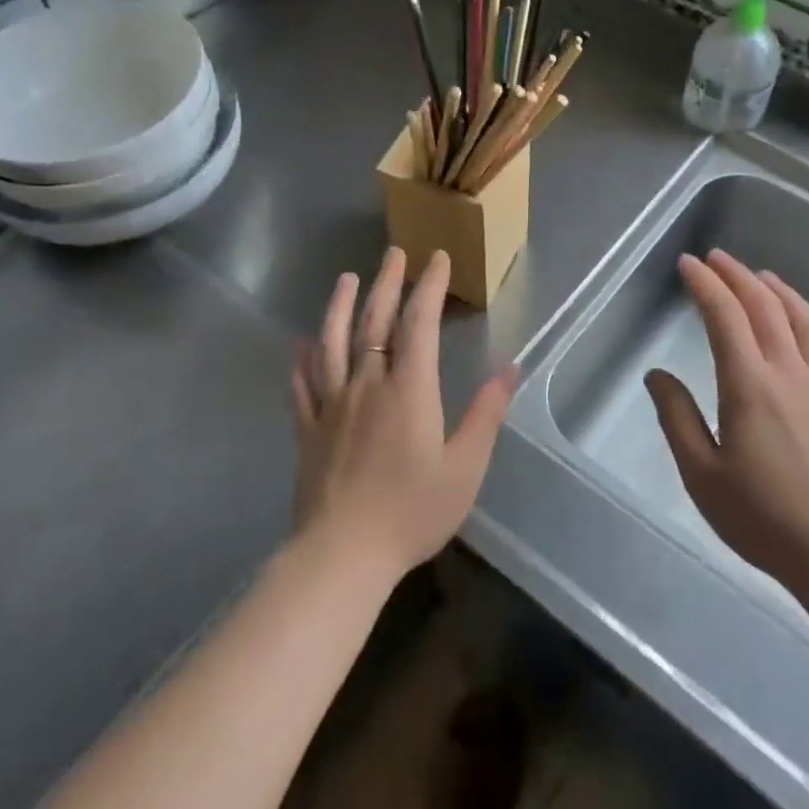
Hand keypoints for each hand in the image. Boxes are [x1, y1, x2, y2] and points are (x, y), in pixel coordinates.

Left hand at [289, 247, 517, 583]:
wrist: (342, 555)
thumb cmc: (412, 512)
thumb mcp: (465, 467)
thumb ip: (486, 414)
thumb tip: (510, 369)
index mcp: (408, 390)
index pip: (418, 323)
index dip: (428, 287)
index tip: (436, 258)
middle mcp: (367, 385)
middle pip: (374, 323)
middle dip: (386, 284)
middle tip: (393, 253)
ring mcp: (332, 406)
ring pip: (332, 344)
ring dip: (338, 307)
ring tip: (345, 279)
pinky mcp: (307, 431)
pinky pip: (302, 386)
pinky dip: (301, 361)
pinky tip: (299, 345)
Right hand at [644, 250, 808, 595]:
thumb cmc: (765, 519)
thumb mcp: (701, 475)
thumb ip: (677, 418)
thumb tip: (657, 374)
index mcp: (749, 385)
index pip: (724, 317)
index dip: (704, 284)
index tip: (687, 264)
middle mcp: (790, 374)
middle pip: (765, 308)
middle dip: (738, 276)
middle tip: (717, 258)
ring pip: (806, 323)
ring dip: (781, 292)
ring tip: (763, 276)